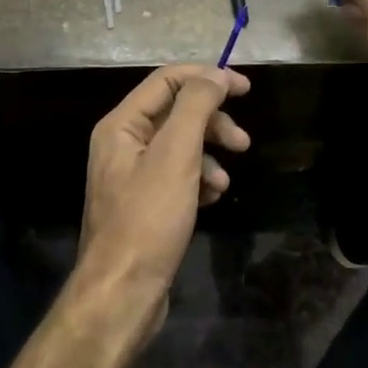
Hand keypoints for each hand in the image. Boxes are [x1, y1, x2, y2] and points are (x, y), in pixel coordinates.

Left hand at [74, 64, 250, 340]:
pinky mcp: (145, 204)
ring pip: (181, 147)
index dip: (207, 77)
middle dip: (212, 122)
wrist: (122, 292)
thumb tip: (214, 75)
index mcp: (121, 125)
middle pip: (175, 113)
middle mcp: (122, 144)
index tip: (246, 88)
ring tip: (225, 181)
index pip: (166, 81)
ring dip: (209, 156)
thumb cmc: (147, 219)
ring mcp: (132, 176)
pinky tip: (211, 199)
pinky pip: (177, 177)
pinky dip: (199, 181)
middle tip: (243, 142)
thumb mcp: (175, 156)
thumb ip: (195, 107)